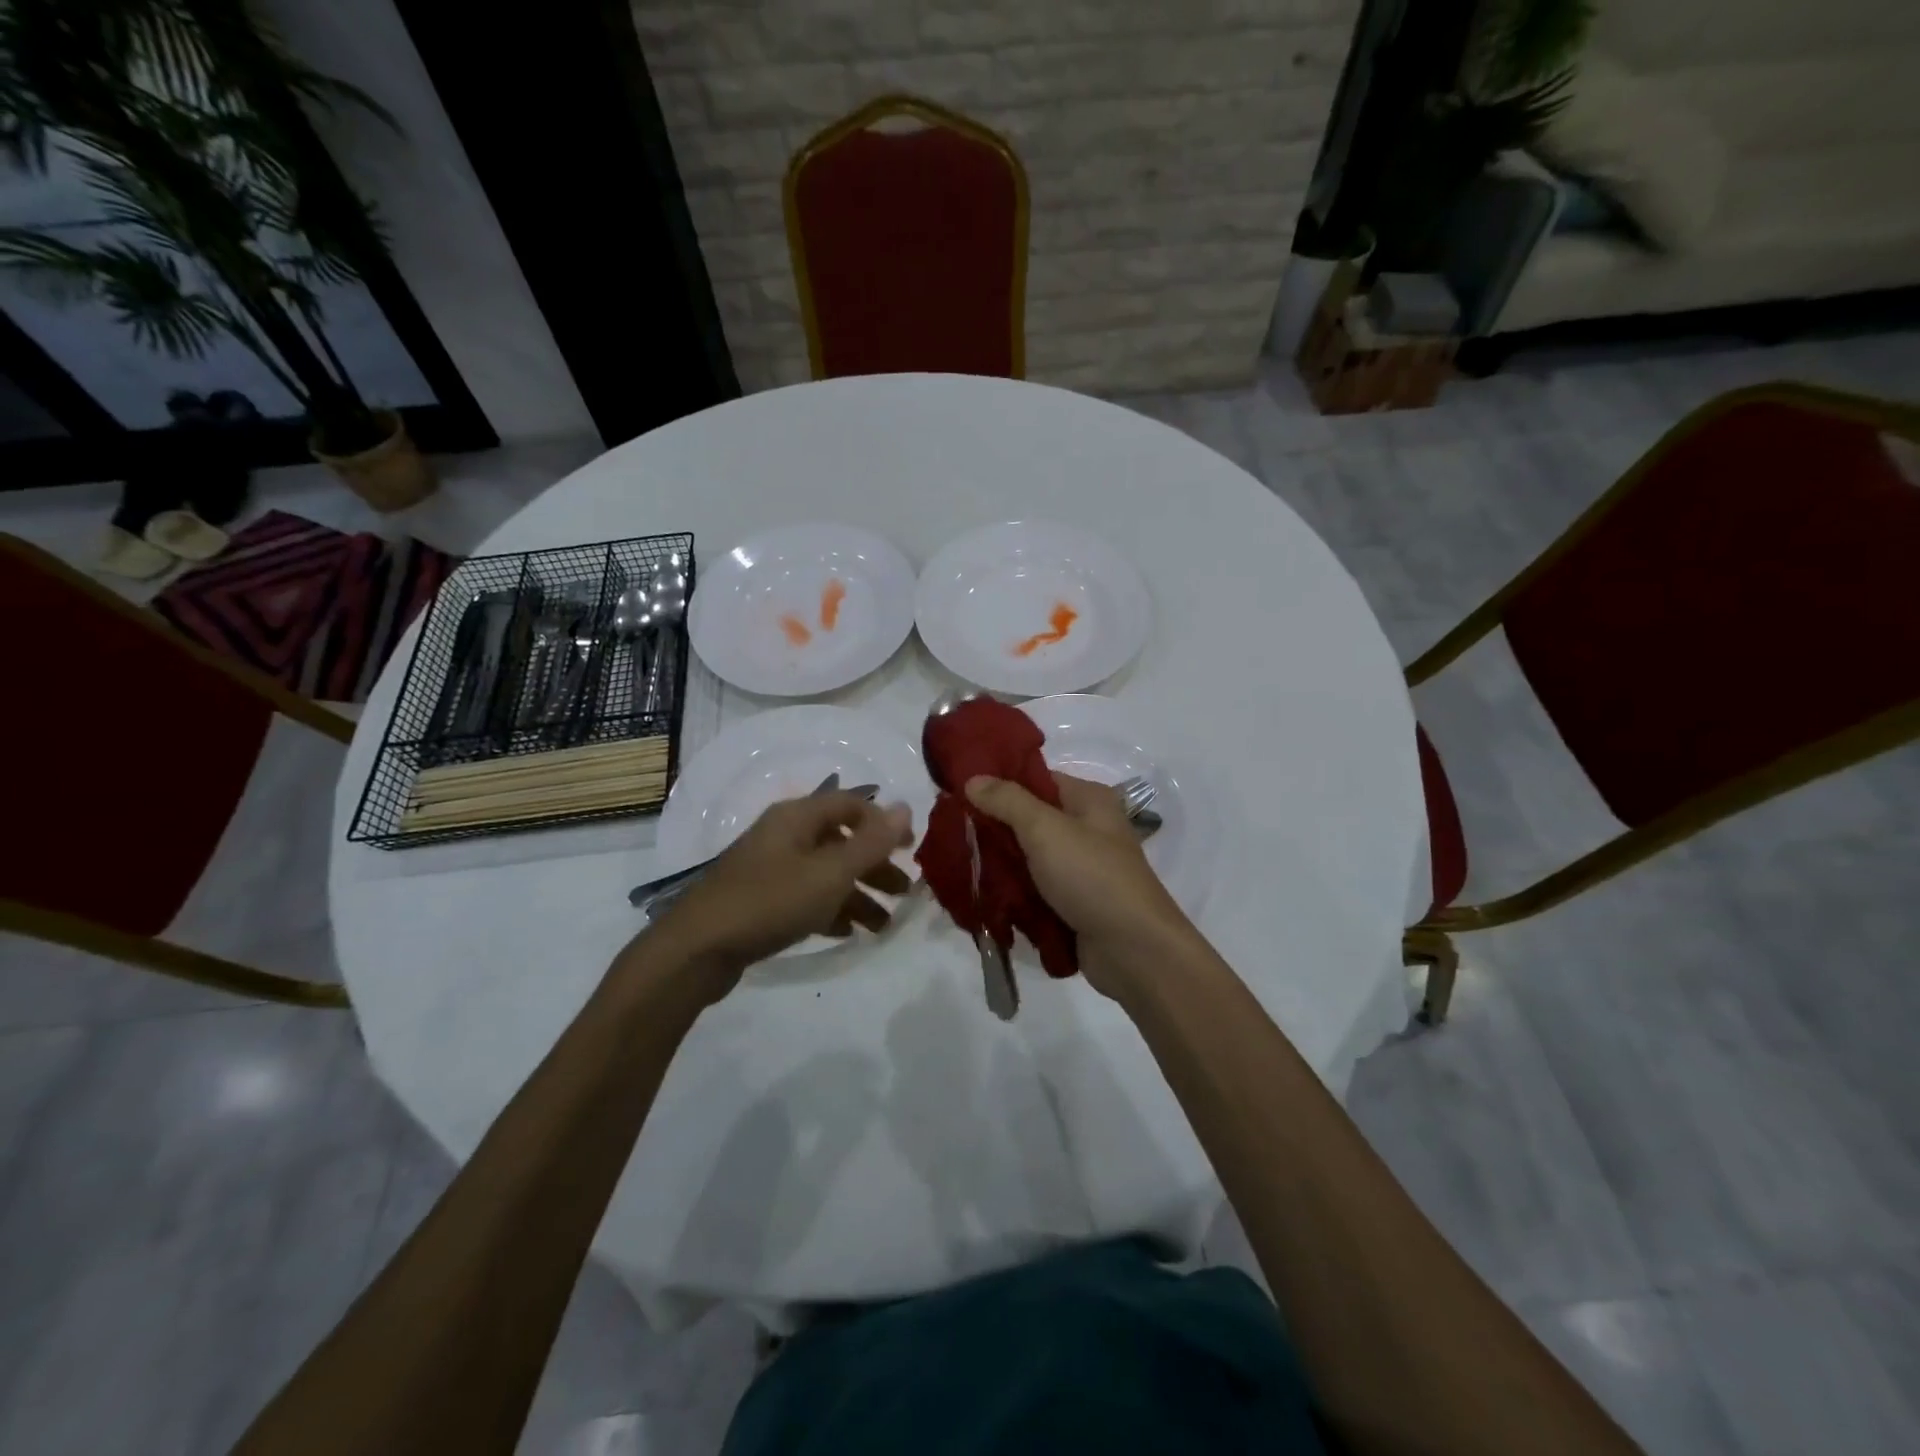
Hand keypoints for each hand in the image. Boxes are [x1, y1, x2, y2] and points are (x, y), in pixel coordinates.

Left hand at [647, 792, 914, 998]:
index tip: (912, 849)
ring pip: (825, 873)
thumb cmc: (770, 901)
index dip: (884, 823)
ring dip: (857, 894)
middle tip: (904, 892)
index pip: (851, 804)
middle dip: (875, 866)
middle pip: (841, 842)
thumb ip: (871, 843)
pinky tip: (848, 932)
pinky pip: (805, 897)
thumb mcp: (830, 872)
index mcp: (798, 817)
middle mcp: (784, 835)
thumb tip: (905, 807)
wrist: (698, 949)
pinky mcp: (760, 900)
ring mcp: (769, 868)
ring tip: (884, 925)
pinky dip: (830, 910)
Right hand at [964, 772, 1193, 999]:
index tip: (959, 793)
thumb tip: (973, 778)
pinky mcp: (1073, 903)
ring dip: (1000, 864)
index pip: (1037, 779)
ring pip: (1029, 858)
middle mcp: (1087, 829)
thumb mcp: (1046, 829)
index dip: (999, 783)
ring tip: (959, 866)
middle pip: (1030, 820)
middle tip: (952, 833)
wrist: (1133, 950)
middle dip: (993, 828)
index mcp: (1088, 800)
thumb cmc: (1092, 877)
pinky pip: (1035, 890)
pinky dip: (1013, 893)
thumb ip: (1008, 801)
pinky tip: (982, 895)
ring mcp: (1081, 869)